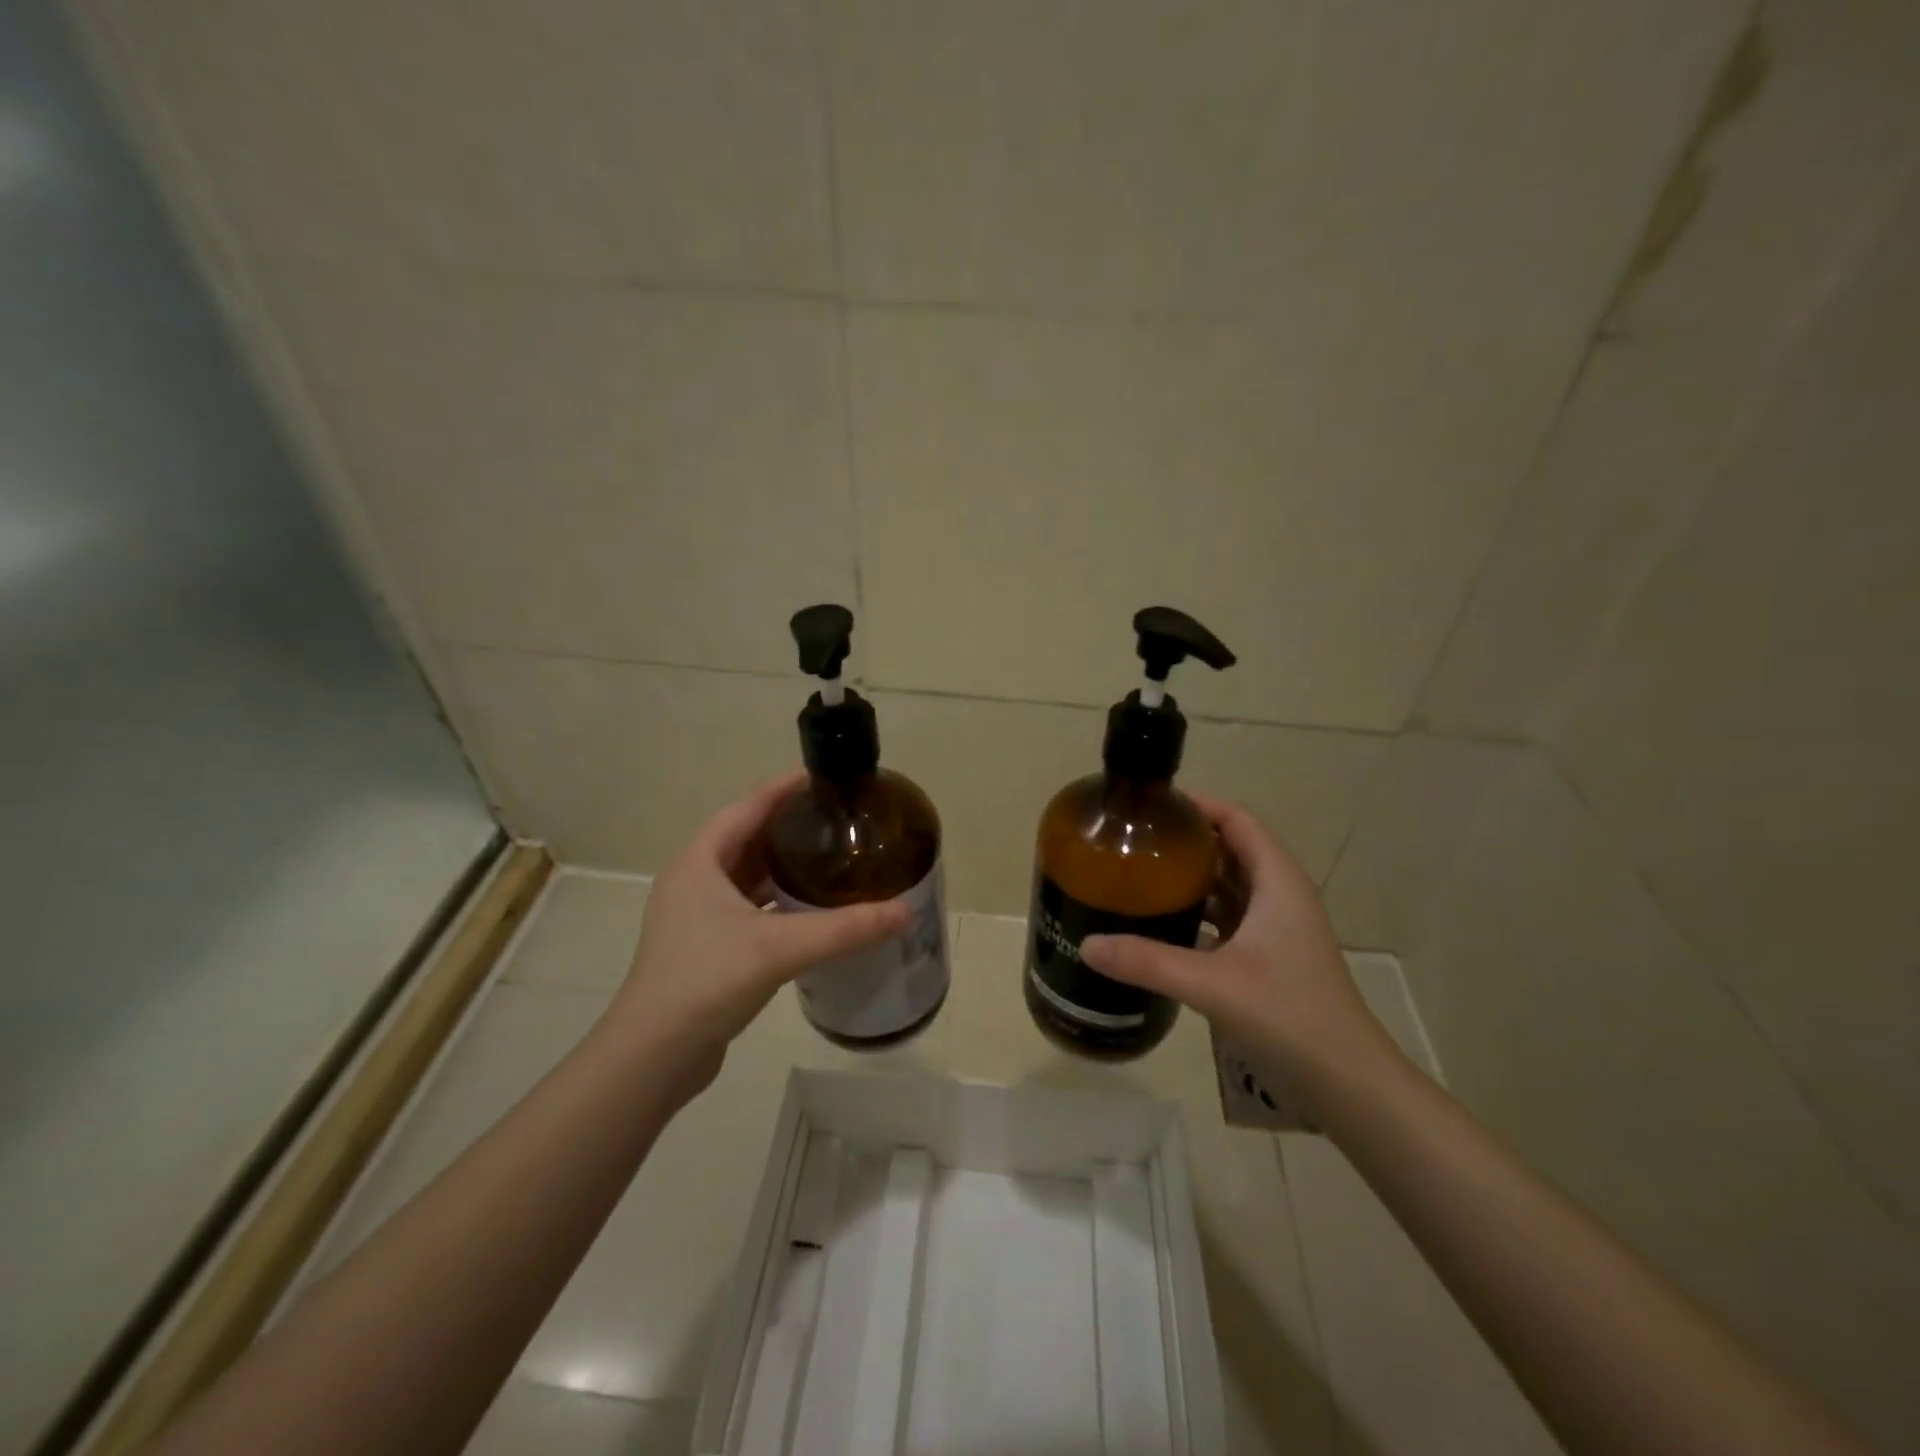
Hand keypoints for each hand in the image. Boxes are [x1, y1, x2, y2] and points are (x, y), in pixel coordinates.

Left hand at [605, 772, 911, 1087]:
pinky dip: (777, 902)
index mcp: (699, 862)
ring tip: (830, 858)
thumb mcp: (779, 947)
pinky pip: (748, 909)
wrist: (653, 1057)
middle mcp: (694, 881)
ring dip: (783, 866)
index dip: (784, 788)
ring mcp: (696, 917)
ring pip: (747, 877)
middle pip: (747, 838)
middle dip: (789, 826)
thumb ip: (844, 929)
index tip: (824, 778)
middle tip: (836, 819)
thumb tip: (905, 912)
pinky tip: (810, 911)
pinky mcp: (705, 948)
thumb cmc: (706, 981)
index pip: (747, 807)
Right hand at [1079, 793, 1396, 1105]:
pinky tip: (1161, 925)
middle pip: (1229, 848)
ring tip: (1138, 875)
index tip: (1150, 805)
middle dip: (1185, 841)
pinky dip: (1197, 913)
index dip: (1197, 805)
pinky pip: (1226, 919)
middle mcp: (1278, 896)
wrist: (1347, 1084)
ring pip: (1228, 885)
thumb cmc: (1290, 1017)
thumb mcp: (1213, 985)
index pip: (1236, 820)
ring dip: (1189, 878)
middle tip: (1132, 840)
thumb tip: (1088, 944)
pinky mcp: (1269, 958)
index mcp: (1277, 882)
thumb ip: (1148, 962)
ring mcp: (1276, 929)